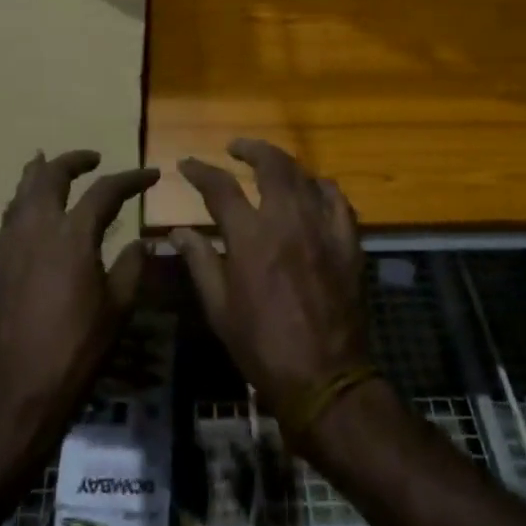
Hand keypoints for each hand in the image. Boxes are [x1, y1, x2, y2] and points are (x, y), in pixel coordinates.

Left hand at [0, 151, 158, 454]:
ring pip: (22, 191)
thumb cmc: (77, 348)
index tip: (150, 175)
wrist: (19, 387)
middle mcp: (37, 228)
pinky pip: (10, 216)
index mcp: (73, 236)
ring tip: (50, 164)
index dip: (131, 179)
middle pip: (51, 176)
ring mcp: (11, 243)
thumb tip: (140, 242)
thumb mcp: (118, 307)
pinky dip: (23, 200)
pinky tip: (31, 209)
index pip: (105, 191)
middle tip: (93, 158)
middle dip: (73, 161)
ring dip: (40, 173)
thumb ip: (131, 267)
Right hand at [170, 139, 370, 415]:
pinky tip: (313, 190)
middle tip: (236, 148)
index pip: (221, 187)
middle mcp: (287, 220)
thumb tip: (177, 230)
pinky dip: (321, 188)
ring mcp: (323, 229)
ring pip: (305, 176)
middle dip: (251, 149)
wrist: (325, 378)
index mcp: (250, 237)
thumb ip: (200, 261)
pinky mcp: (349, 243)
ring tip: (270, 166)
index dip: (200, 170)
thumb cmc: (262, 346)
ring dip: (284, 164)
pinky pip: (338, 201)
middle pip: (271, 165)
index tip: (187, 164)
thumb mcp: (220, 308)